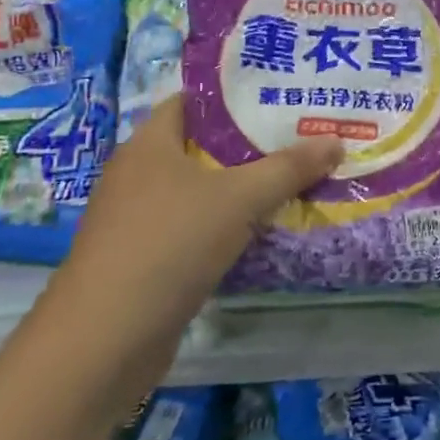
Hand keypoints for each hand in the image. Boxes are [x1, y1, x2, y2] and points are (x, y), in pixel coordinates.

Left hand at [44, 96, 341, 390]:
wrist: (103, 344)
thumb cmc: (168, 246)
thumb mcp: (239, 199)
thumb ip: (289, 168)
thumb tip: (336, 141)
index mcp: (150, 144)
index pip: (193, 101)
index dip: (235, 95)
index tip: (280, 95)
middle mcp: (139, 175)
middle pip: (202, 146)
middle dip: (251, 143)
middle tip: (302, 136)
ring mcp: (138, 220)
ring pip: (200, 191)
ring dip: (242, 187)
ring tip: (295, 177)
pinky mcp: (144, 261)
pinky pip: (194, 228)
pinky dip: (226, 225)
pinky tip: (263, 229)